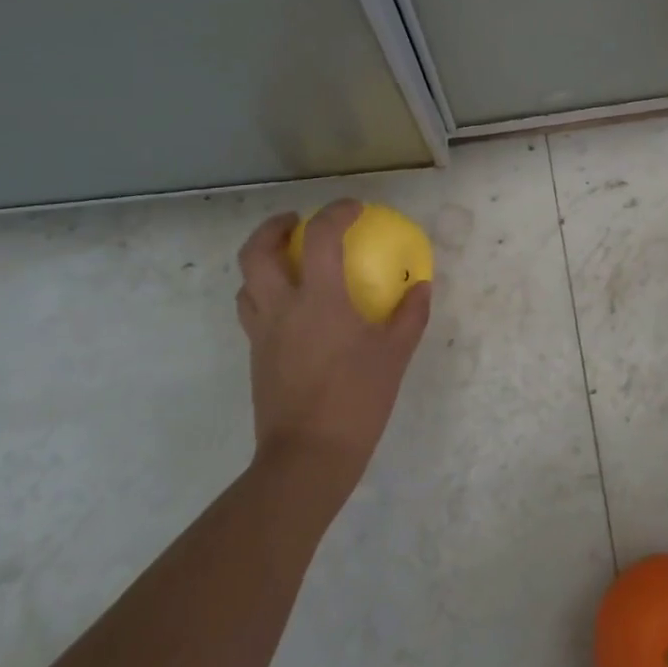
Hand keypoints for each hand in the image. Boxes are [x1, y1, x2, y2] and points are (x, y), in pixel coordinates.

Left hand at [235, 200, 431, 498]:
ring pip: (246, 283)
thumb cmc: (356, 400)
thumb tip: (421, 286)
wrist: (307, 458)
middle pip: (256, 253)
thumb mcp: (395, 355)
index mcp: (318, 300)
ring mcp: (263, 334)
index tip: (354, 208)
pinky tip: (294, 309)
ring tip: (289, 261)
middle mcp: (282, 308)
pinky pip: (253, 312)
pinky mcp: (256, 358)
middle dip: (273, 228)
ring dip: (263, 262)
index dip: (336, 213)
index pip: (321, 237)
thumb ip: (410, 314)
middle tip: (296, 222)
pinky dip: (267, 294)